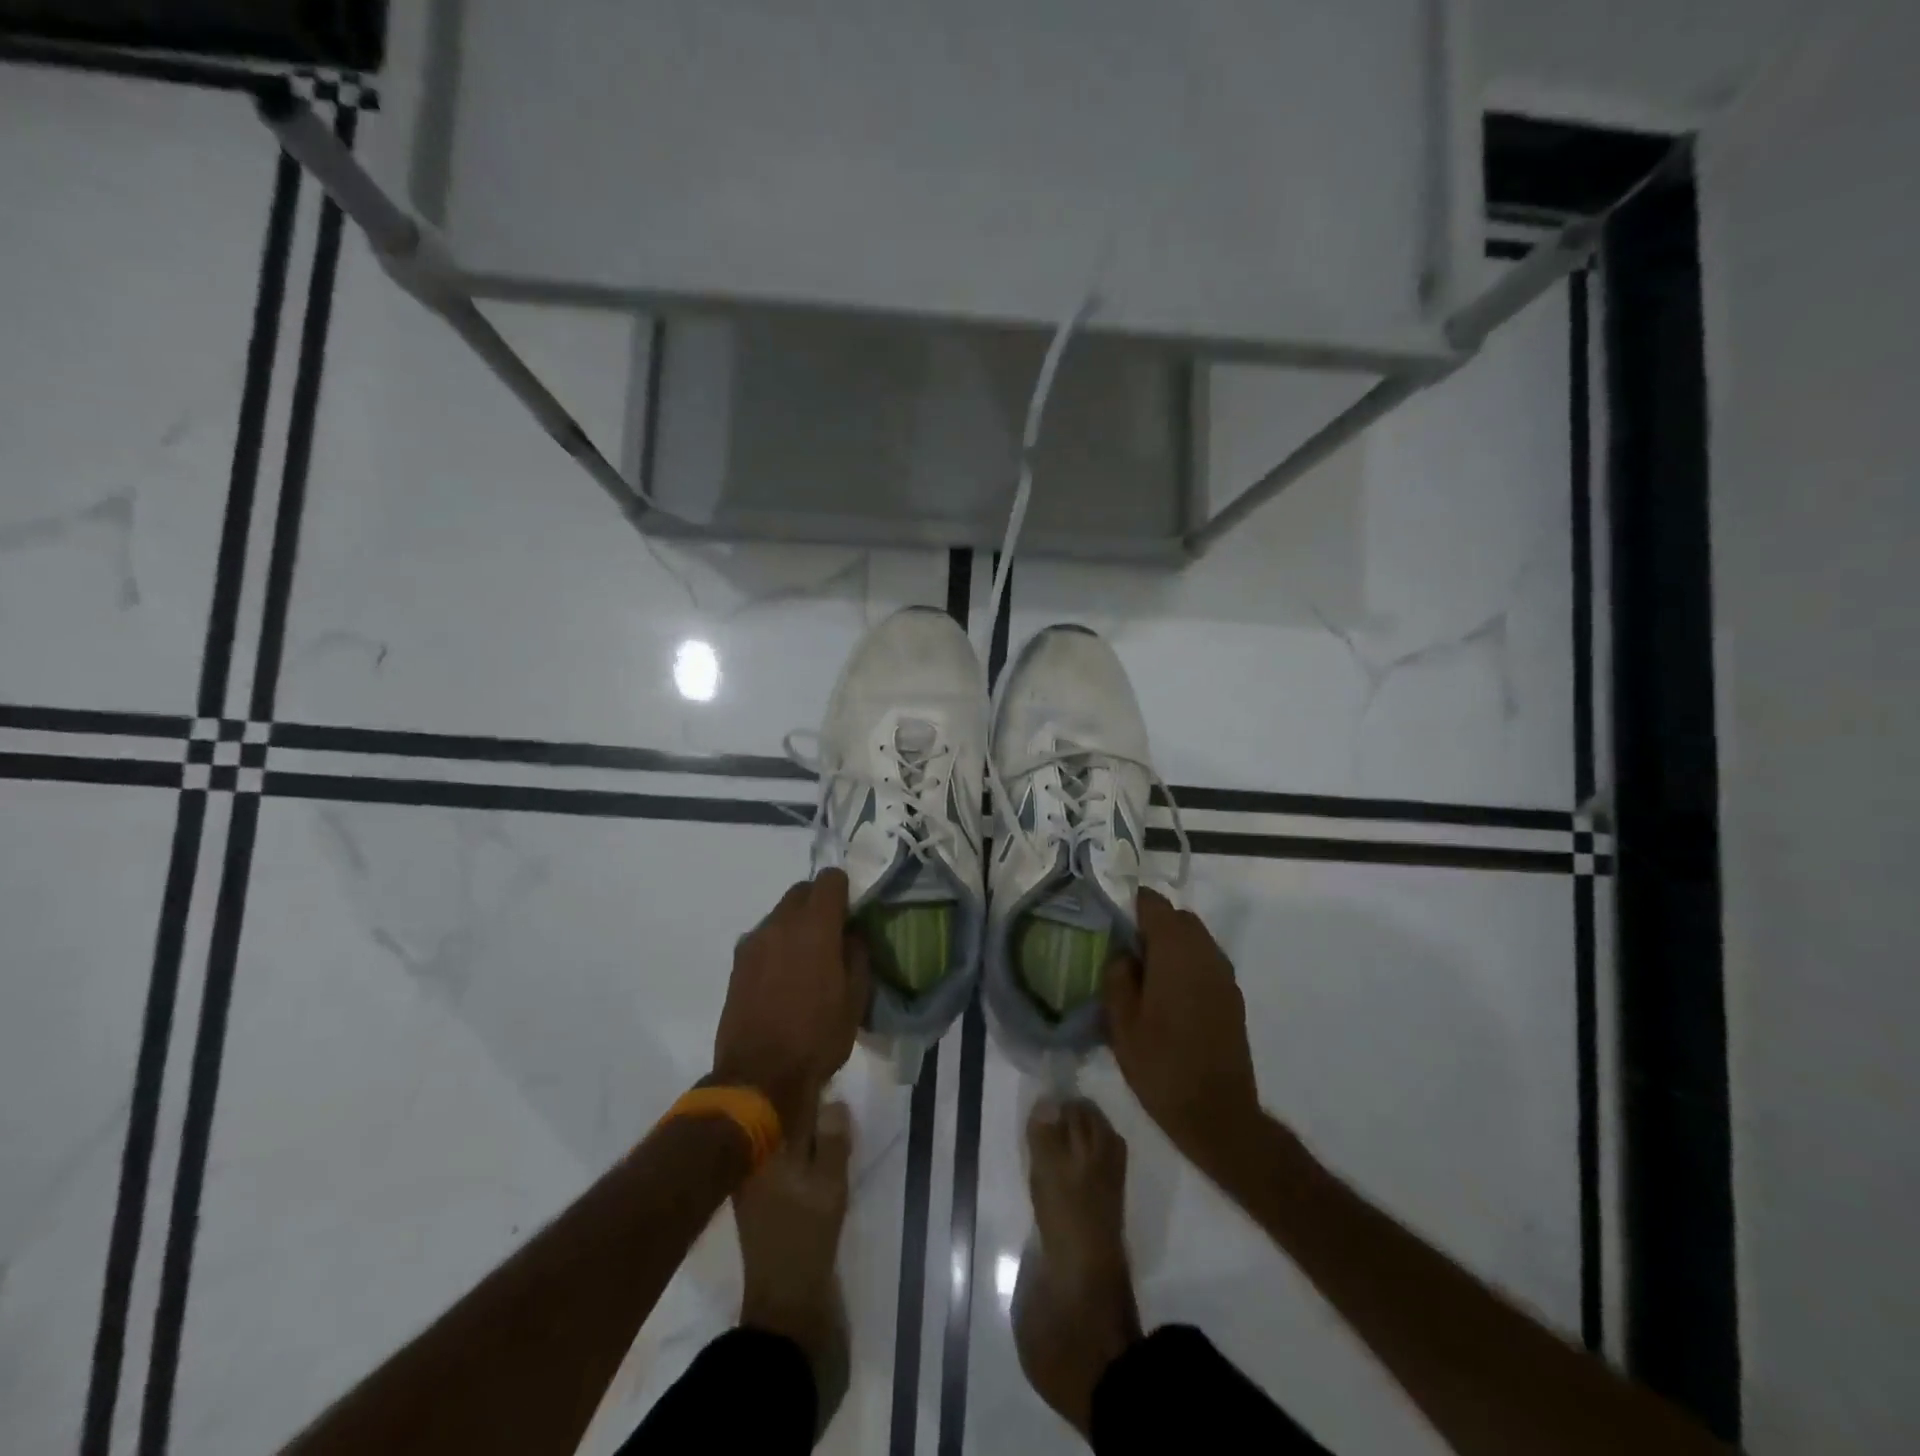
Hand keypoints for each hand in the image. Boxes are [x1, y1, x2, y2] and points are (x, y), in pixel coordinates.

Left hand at [713, 870, 870, 1135]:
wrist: (758, 1077)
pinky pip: (763, 937)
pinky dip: (777, 944)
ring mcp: (753, 941)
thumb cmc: (817, 1037)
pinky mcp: (737, 963)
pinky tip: (784, 976)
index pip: (830, 879)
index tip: (852, 911)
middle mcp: (780, 923)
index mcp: (815, 926)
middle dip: (818, 903)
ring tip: (807, 959)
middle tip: (832, 933)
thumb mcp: (856, 998)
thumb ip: (857, 954)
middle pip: (801, 891)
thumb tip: (851, 933)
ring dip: (796, 924)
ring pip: (780, 914)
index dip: (844, 889)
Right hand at [1103, 889, 1263, 1176]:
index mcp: (1175, 952)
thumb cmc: (1161, 1066)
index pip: (1154, 904)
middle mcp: (1205, 954)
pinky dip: (1187, 964)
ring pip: (1195, 939)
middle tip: (1126, 953)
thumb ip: (1117, 977)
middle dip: (1153, 925)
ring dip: (1172, 945)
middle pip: (1179, 918)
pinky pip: (1206, 962)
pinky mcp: (1233, 997)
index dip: (1132, 907)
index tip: (1113, 925)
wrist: (1217, 1114)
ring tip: (1146, 976)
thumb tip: (1124, 954)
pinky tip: (1170, 997)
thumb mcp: (1121, 1023)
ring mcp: (1224, 975)